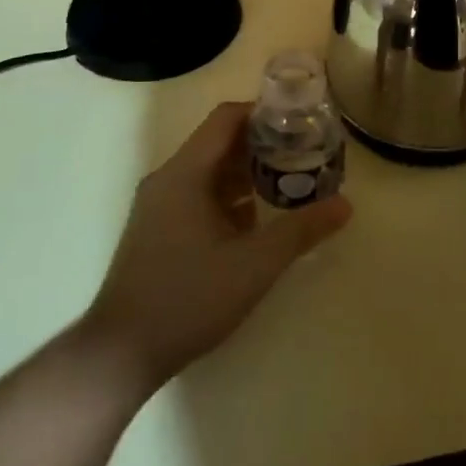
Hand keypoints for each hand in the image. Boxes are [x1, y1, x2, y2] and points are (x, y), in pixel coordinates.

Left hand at [82, 103, 350, 389]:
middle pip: (219, 143)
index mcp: (185, 173)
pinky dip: (229, 198)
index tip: (300, 121)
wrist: (120, 353)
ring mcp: (159, 206)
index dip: (263, 113)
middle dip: (263, 145)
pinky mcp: (157, 231)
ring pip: (209, 172)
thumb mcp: (255, 264)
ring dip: (247, 173)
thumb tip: (345, 204)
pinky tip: (257, 221)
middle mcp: (168, 179)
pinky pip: (198, 196)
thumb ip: (301, 230)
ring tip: (289, 183)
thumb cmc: (188, 297)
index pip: (226, 119)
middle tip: (305, 154)